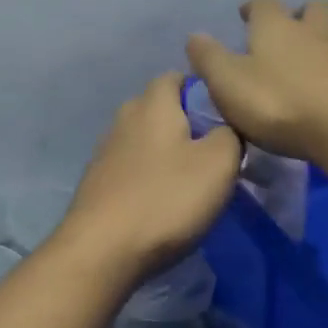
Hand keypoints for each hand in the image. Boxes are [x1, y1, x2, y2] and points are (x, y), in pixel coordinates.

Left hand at [59, 72, 243, 278]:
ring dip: (167, 154)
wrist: (102, 251)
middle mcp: (123, 119)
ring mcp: (105, 152)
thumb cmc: (165, 200)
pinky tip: (162, 203)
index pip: (177, 76)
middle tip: (215, 153)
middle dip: (187, 124)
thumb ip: (230, 134)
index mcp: (152, 103)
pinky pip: (131, 169)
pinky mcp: (97, 184)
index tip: (227, 119)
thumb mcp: (219, 164)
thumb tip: (225, 128)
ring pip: (144, 141)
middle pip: (160, 109)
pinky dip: (149, 178)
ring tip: (191, 182)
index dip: (204, 91)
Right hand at [185, 0, 327, 163]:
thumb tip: (194, 36)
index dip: (253, 8)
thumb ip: (209, 58)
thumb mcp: (228, 82)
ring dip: (321, 43)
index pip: (263, 4)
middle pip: (312, 9)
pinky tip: (327, 89)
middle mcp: (311, 32)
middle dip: (300, 13)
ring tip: (309, 62)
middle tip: (288, 29)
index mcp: (275, 26)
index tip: (245, 15)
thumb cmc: (277, 101)